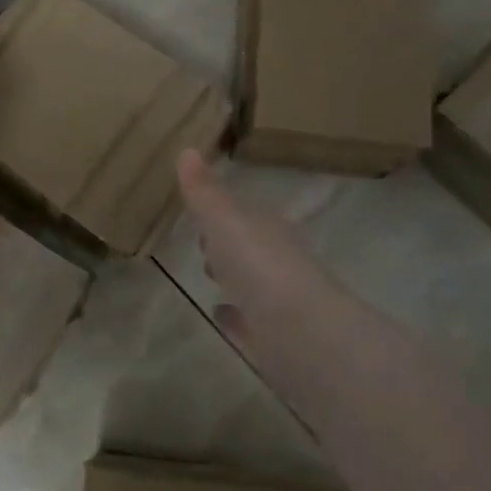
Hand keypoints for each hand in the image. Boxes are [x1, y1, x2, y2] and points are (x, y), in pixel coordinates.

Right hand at [176, 149, 354, 380]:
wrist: (303, 336)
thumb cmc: (261, 267)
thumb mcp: (224, 221)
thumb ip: (204, 191)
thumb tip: (187, 150)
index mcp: (267, 230)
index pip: (244, 213)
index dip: (221, 211)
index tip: (197, 210)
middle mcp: (277, 262)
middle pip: (248, 247)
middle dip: (227, 244)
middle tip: (201, 242)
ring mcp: (278, 302)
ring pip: (250, 283)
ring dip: (233, 277)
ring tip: (208, 274)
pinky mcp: (274, 340)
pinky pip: (249, 322)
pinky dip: (235, 317)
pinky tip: (220, 315)